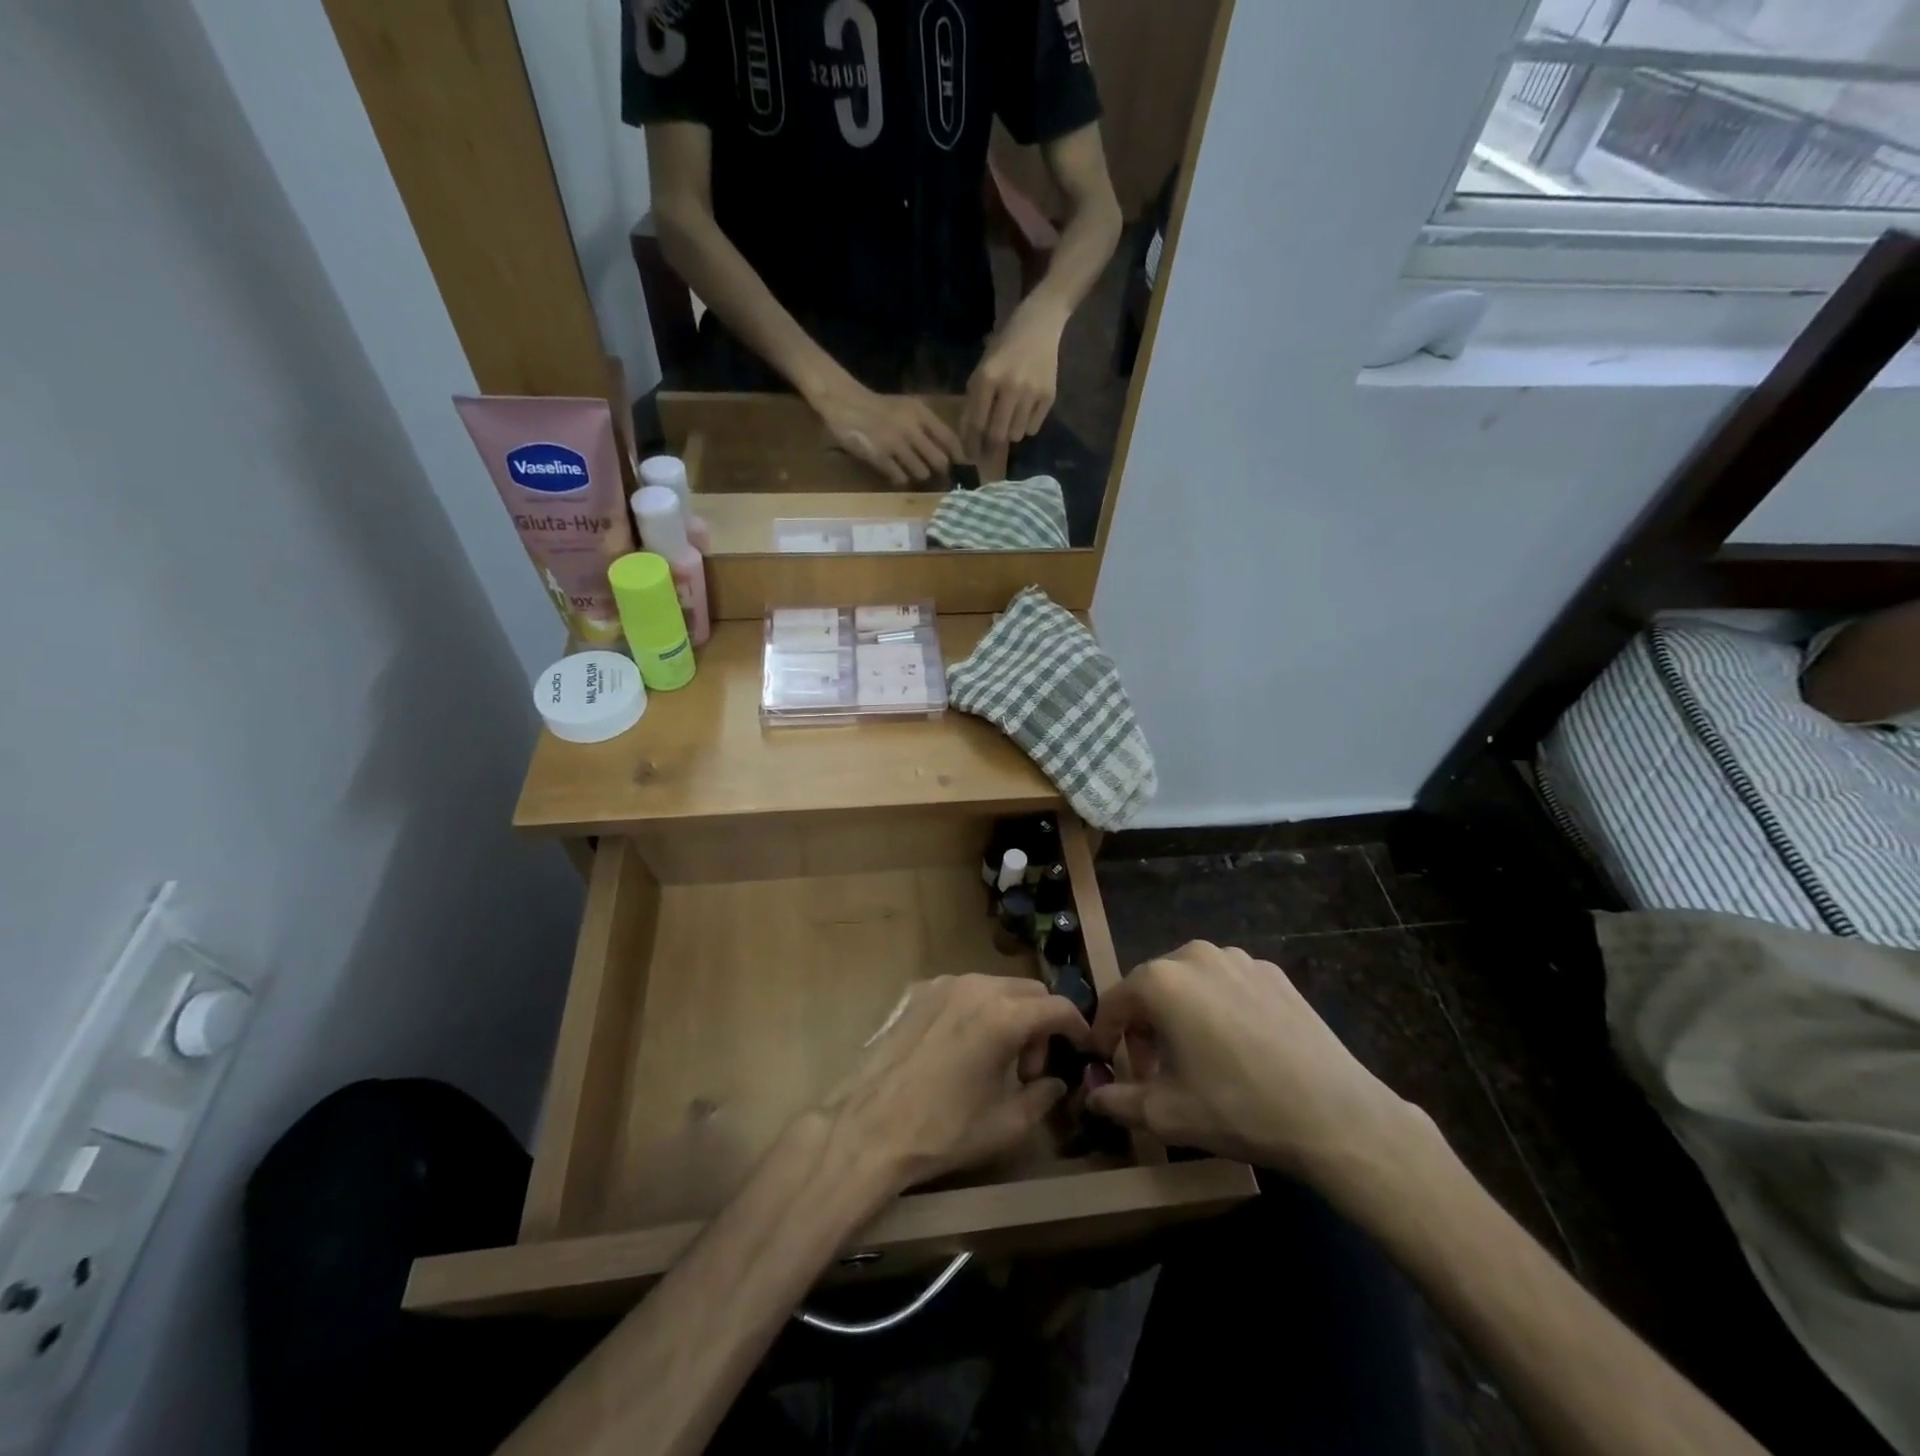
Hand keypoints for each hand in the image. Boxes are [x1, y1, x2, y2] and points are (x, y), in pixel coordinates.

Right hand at [813, 379, 962, 485]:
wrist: (846, 403)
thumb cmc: (881, 408)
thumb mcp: (909, 408)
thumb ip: (928, 426)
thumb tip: (950, 453)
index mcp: (921, 414)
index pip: (950, 440)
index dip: (960, 458)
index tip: (963, 468)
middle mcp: (912, 429)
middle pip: (940, 462)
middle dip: (940, 471)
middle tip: (938, 475)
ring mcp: (896, 444)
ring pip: (922, 473)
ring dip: (919, 475)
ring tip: (911, 470)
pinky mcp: (880, 457)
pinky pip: (900, 478)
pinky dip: (900, 479)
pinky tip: (895, 472)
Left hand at [820, 975, 1092, 1192]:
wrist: (868, 1126)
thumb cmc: (942, 1130)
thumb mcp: (1005, 1124)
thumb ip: (1042, 1096)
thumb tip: (1056, 1082)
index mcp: (1004, 1015)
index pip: (1058, 1006)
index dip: (1077, 1026)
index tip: (1081, 1048)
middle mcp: (976, 987)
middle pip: (1028, 990)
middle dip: (1041, 1023)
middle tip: (1030, 1068)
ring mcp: (943, 985)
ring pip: (994, 987)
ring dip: (1009, 1014)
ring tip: (996, 1059)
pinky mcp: (916, 992)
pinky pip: (962, 991)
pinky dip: (976, 1010)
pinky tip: (961, 1048)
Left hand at [961, 300, 1064, 463]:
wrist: (1039, 325)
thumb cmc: (1004, 347)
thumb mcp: (982, 368)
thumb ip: (975, 401)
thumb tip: (970, 437)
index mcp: (987, 378)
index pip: (976, 422)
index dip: (972, 443)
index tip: (970, 455)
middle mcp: (1010, 387)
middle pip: (997, 434)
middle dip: (991, 444)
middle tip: (988, 447)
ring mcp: (1032, 392)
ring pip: (1016, 434)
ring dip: (1009, 433)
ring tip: (1009, 420)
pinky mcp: (1049, 396)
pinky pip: (1033, 428)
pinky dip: (1026, 426)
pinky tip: (1024, 411)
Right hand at [1086, 942, 1427, 1189]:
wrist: (1335, 1115)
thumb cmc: (1238, 1108)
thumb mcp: (1165, 1114)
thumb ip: (1117, 1101)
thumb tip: (1093, 1095)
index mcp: (1161, 980)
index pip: (1115, 1001)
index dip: (1104, 1034)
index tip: (1106, 1062)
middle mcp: (1195, 955)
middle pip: (1152, 987)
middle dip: (1143, 1027)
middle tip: (1151, 1070)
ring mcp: (1239, 959)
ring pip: (1191, 983)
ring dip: (1180, 1015)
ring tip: (1194, 1058)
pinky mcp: (1274, 973)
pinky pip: (1228, 985)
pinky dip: (1218, 1009)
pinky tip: (1237, 1048)